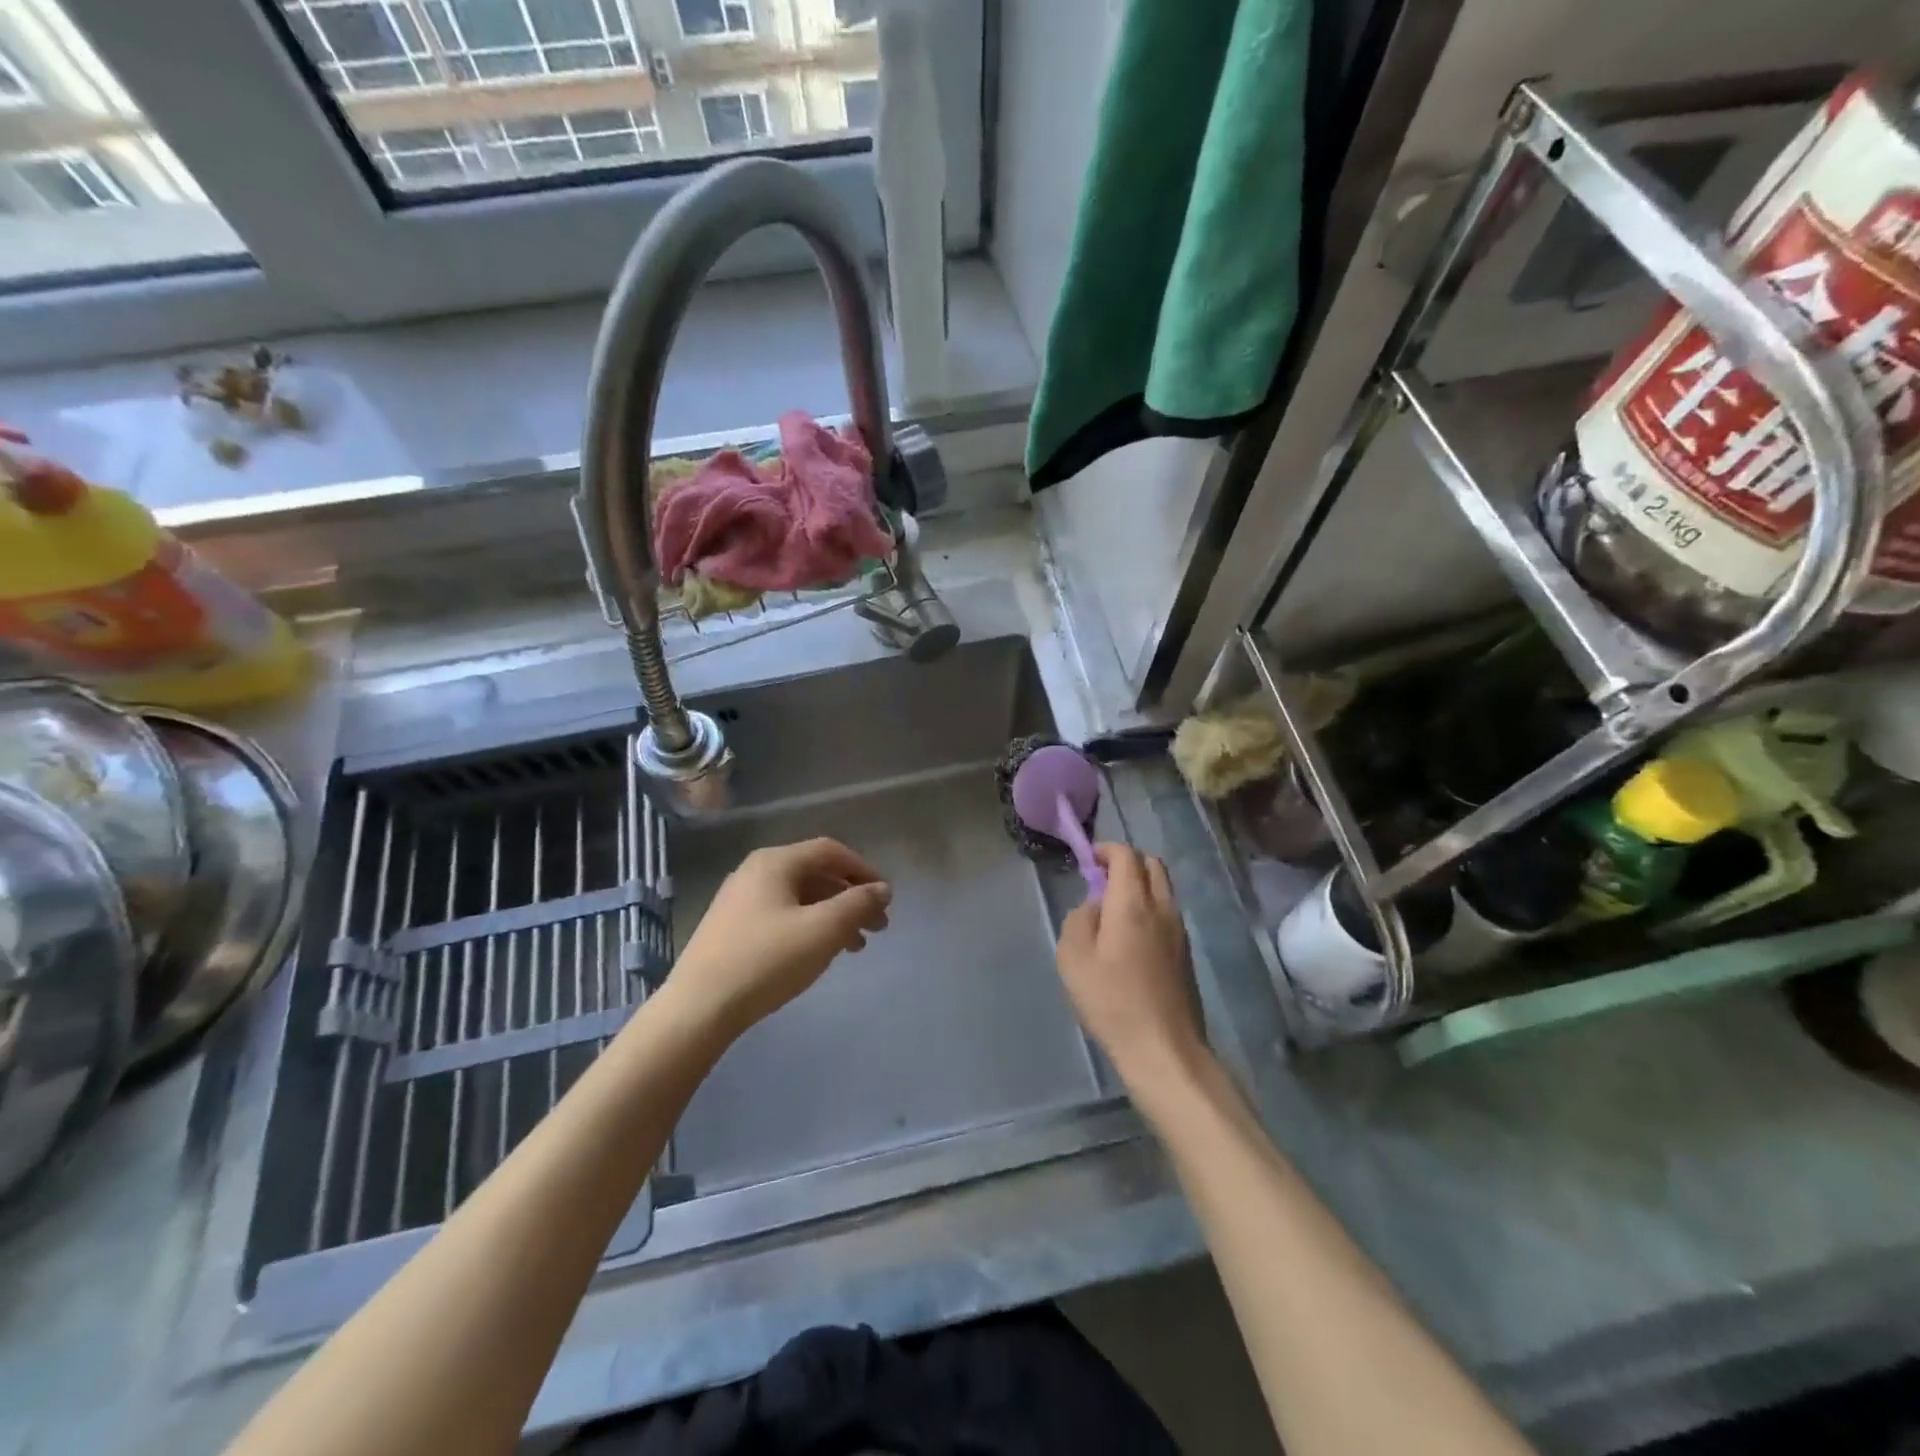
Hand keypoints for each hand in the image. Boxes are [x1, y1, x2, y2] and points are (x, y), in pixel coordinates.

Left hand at [671, 838, 890, 1039]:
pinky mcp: (731, 928)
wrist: (698, 1008)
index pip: (830, 851)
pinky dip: (809, 927)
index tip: (886, 897)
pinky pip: (782, 915)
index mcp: (775, 862)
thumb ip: (858, 904)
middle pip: (815, 874)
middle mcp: (755, 871)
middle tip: (878, 926)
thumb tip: (882, 889)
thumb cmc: (767, 960)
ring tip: (856, 946)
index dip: (864, 870)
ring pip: (800, 898)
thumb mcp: (823, 930)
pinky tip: (820, 953)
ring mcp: (739, 900)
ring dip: (833, 915)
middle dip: (851, 897)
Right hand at [1055, 844, 1206, 1093]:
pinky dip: (1149, 908)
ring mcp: (1179, 931)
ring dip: (1140, 886)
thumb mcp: (1073, 957)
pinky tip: (1129, 938)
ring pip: (1163, 889)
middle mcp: (1162, 908)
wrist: (1163, 1048)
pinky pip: (1167, 913)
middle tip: (1101, 880)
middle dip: (1127, 862)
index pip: (1126, 855)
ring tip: (1112, 911)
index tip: (1088, 860)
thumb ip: (1079, 919)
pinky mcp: (1186, 953)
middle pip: (1152, 865)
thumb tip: (1095, 905)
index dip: (1106, 850)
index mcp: (1133, 903)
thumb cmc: (1111, 1000)